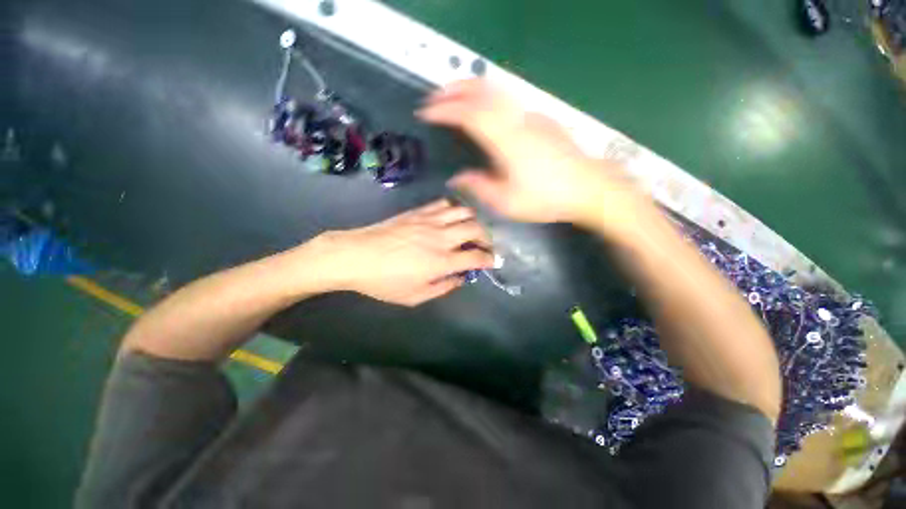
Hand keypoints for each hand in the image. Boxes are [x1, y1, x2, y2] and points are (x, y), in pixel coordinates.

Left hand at [316, 200, 494, 306]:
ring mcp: (430, 221)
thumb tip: (459, 278)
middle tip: (485, 244)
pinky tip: (452, 216)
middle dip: (487, 237)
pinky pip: (443, 204)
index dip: (489, 259)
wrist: (355, 256)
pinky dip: (454, 209)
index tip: (493, 260)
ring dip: (473, 220)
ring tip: (471, 229)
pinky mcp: (418, 212)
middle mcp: (441, 238)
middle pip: (475, 229)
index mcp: (441, 262)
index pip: (476, 257)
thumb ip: (442, 288)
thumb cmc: (384, 282)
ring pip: (463, 212)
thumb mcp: (414, 296)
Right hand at [417, 80, 643, 227]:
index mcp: (506, 141)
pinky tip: (483, 111)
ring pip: (496, 90)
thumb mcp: (507, 202)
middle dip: (454, 90)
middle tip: (434, 98)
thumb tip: (457, 178)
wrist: (588, 187)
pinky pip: (508, 101)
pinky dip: (487, 98)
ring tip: (453, 97)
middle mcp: (517, 120)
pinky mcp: (540, 119)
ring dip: (471, 89)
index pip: (468, 114)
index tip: (426, 112)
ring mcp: (531, 116)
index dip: (444, 109)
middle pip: (482, 91)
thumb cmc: (546, 198)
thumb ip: (479, 187)